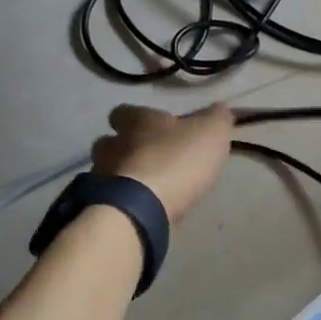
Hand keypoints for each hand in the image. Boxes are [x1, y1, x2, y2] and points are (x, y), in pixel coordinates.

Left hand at [91, 103, 234, 223]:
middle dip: (125, 149)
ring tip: (144, 189)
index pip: (123, 111)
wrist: (141, 208)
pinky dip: (121, 201)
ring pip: (106, 170)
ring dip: (121, 176)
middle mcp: (112, 144)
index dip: (136, 118)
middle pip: (109, 142)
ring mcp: (101, 176)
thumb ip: (216, 118)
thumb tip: (219, 109)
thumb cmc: (177, 160)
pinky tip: (140, 211)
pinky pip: (109, 199)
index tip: (154, 128)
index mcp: (137, 121)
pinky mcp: (100, 205)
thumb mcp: (211, 132)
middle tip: (149, 160)